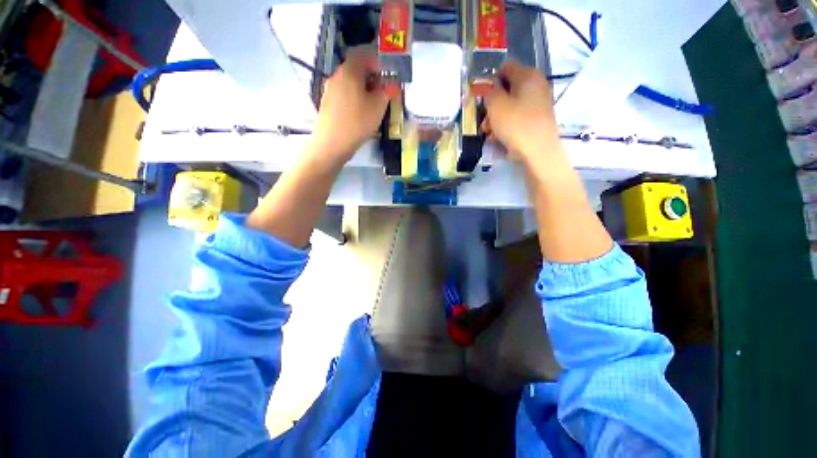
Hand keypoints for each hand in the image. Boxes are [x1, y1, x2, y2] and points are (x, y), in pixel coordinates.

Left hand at [311, 46, 388, 163]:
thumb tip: (389, 84)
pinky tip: (360, 114)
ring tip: (372, 105)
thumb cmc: (358, 122)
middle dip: (371, 78)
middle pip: (355, 69)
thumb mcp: (378, 106)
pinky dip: (354, 98)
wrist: (332, 144)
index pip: (363, 55)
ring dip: (362, 89)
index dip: (377, 62)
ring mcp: (329, 90)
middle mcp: (336, 76)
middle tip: (382, 92)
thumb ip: (386, 91)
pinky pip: (343, 94)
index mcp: (349, 71)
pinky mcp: (327, 104)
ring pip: (349, 83)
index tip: (386, 75)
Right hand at [483, 61, 562, 166]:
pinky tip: (498, 137)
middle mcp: (536, 85)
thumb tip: (485, 85)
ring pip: (511, 105)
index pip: (505, 67)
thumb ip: (488, 91)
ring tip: (488, 132)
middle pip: (507, 89)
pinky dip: (506, 125)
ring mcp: (539, 103)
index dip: (490, 79)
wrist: (537, 151)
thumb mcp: (496, 105)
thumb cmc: (515, 124)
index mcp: (528, 75)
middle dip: (492, 103)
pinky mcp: (537, 120)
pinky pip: (517, 117)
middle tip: (483, 118)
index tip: (480, 96)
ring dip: (496, 117)